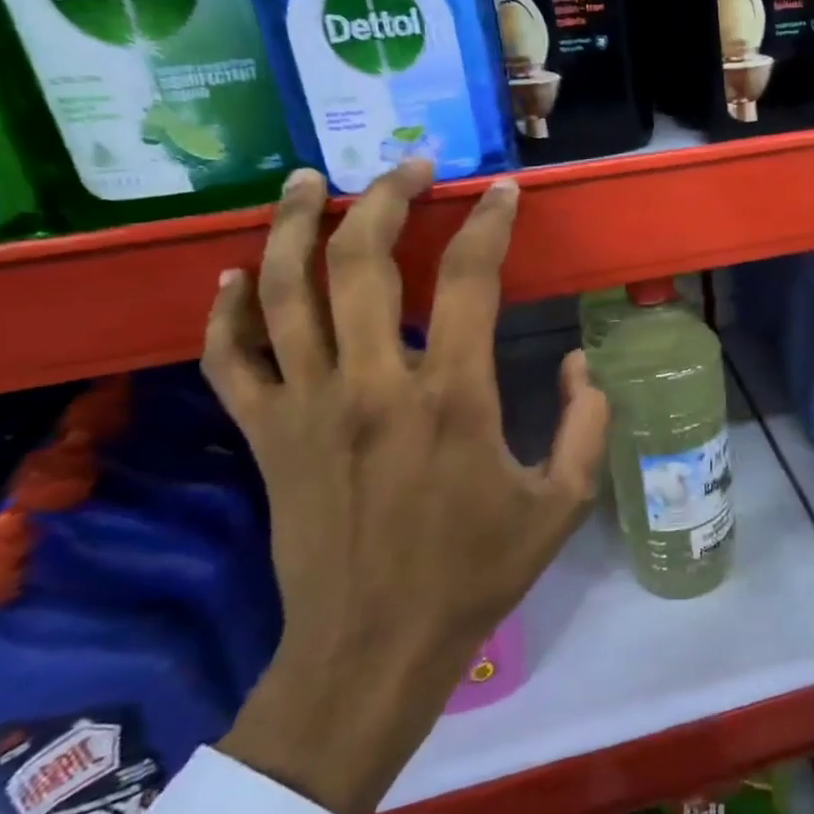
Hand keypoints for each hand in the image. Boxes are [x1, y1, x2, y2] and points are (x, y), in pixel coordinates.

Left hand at [207, 164, 608, 813]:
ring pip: (285, 291)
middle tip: (410, 166)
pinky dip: (227, 309)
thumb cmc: (476, 574)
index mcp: (452, 398)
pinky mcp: (265, 436)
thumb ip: (586, 423)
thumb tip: (582, 363)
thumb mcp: (562, 503)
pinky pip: (230, 357)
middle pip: (364, 261)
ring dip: (296, 223)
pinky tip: (237, 273)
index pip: (471, 279)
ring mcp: (307, 406)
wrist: (373, 647)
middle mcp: (373, 384)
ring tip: (309, 179)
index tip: (502, 192)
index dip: (489, 223)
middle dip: (387, 197)